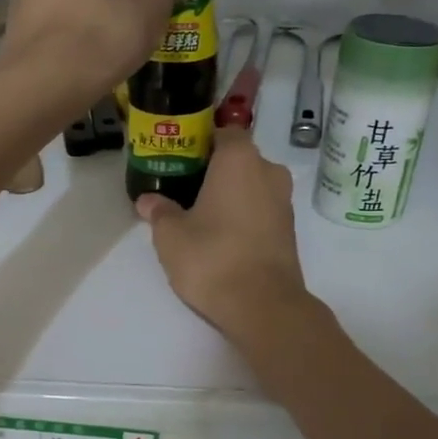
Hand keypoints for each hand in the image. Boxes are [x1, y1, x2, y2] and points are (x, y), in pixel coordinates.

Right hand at [135, 128, 313, 339]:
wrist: (263, 305)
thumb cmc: (212, 257)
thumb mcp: (170, 235)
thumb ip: (159, 211)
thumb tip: (148, 201)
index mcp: (239, 159)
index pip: (223, 132)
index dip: (200, 142)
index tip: (179, 159)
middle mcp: (268, 171)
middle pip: (238, 159)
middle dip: (213, 170)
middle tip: (183, 188)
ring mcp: (284, 202)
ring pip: (251, 186)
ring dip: (229, 194)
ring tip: (198, 214)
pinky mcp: (289, 230)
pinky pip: (261, 209)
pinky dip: (243, 215)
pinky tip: (220, 235)